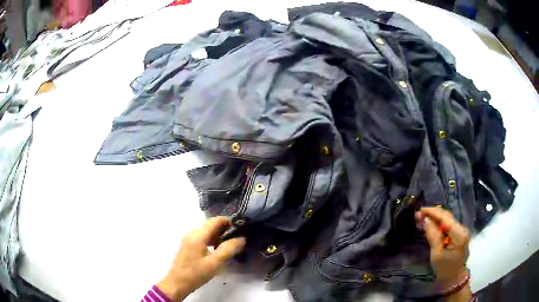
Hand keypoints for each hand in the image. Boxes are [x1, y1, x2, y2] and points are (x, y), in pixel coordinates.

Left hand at [157, 217, 245, 300]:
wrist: (177, 283)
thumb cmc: (196, 273)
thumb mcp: (214, 263)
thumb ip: (228, 249)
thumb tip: (241, 238)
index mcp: (198, 235)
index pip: (216, 220)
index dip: (230, 222)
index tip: (242, 229)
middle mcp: (192, 232)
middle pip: (211, 224)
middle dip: (226, 229)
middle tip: (238, 239)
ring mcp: (189, 238)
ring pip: (207, 231)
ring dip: (219, 235)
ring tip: (231, 245)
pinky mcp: (188, 244)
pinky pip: (203, 237)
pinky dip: (212, 240)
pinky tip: (218, 250)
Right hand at [415, 207, 469, 284]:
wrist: (453, 278)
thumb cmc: (444, 269)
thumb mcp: (436, 254)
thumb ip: (433, 236)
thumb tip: (426, 220)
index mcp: (459, 234)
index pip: (445, 218)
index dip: (433, 213)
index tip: (420, 210)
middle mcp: (462, 229)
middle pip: (447, 217)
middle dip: (432, 214)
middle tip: (418, 215)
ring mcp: (461, 231)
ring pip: (447, 220)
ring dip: (434, 219)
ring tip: (421, 219)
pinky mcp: (458, 234)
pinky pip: (447, 226)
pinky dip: (438, 224)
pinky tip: (430, 225)